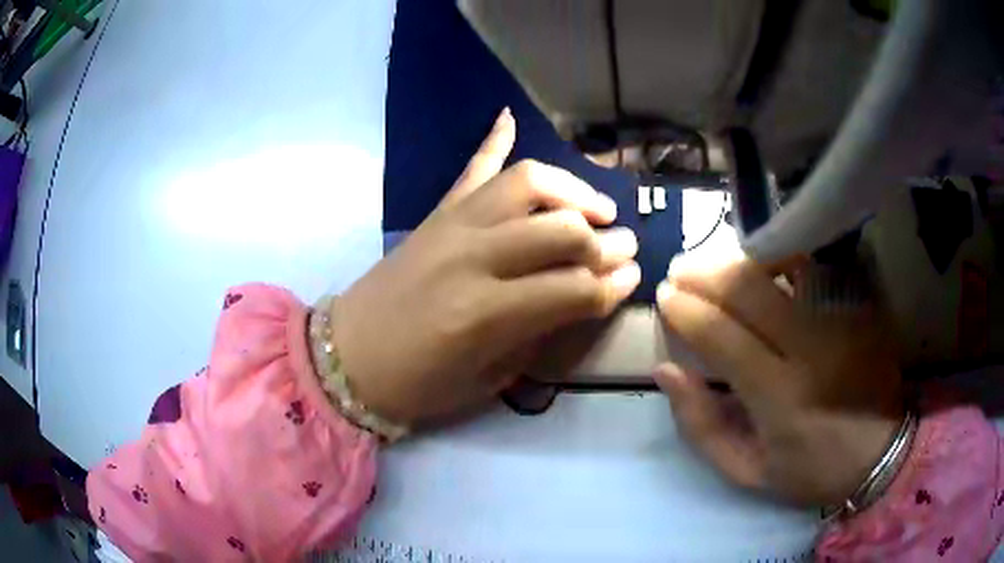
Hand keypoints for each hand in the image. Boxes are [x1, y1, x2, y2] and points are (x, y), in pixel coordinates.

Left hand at [334, 108, 639, 425]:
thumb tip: (581, 299)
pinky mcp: (434, 215)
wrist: (348, 357)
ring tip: (594, 207)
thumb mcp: (487, 380)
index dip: (612, 285)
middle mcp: (472, 257)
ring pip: (525, 183)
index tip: (632, 279)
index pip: (573, 288)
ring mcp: (450, 226)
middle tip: (625, 246)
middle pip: (560, 230)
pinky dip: (492, 140)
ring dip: (570, 190)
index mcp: (485, 314)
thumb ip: (537, 335)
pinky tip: (508, 117)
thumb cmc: (416, 384)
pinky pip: (470, 169)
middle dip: (604, 240)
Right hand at [655, 258, 903, 505]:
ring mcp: (840, 319)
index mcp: (780, 397)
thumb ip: (702, 425)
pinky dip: (781, 256)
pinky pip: (813, 266)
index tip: (665, 298)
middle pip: (749, 289)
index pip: (722, 335)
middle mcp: (812, 348)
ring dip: (739, 257)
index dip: (686, 310)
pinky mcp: (858, 305)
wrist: (881, 452)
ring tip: (714, 262)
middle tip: (680, 269)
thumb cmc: (811, 470)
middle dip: (705, 272)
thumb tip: (667, 370)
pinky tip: (763, 260)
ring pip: (782, 265)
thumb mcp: (747, 470)